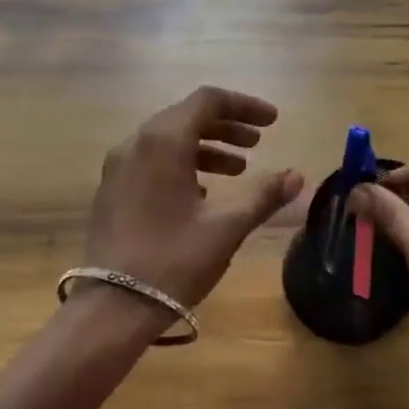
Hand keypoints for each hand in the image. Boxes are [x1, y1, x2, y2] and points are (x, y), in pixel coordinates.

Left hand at [85, 86, 302, 312]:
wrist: (112, 307)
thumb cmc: (174, 259)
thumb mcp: (226, 226)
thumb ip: (263, 195)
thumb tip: (296, 176)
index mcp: (163, 140)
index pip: (207, 100)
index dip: (244, 105)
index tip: (274, 121)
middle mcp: (136, 143)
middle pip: (187, 116)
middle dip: (227, 125)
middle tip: (259, 142)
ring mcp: (119, 167)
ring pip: (168, 139)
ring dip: (207, 146)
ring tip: (240, 169)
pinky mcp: (113, 190)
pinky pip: (152, 160)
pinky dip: (183, 164)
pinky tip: (204, 192)